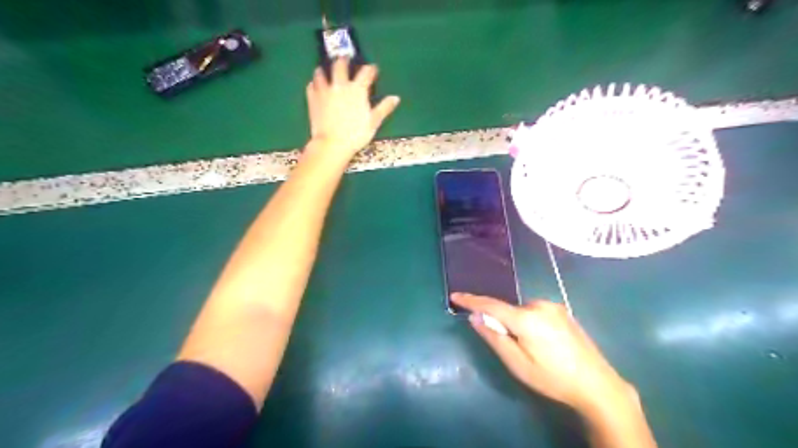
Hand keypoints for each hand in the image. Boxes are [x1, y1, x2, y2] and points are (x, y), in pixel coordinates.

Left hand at [304, 58, 398, 159]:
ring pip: (321, 73)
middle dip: (344, 60)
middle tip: (345, 59)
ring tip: (325, 69)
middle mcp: (340, 85)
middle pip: (340, 66)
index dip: (371, 69)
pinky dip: (314, 84)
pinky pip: (311, 86)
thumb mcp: (373, 122)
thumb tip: (395, 98)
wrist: (332, 143)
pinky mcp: (313, 99)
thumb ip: (384, 108)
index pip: (366, 73)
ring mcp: (324, 91)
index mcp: (357, 90)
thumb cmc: (356, 134)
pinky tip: (315, 85)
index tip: (373, 68)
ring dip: (324, 69)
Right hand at [451, 295, 640, 416]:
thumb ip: (494, 338)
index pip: (491, 305)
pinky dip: (529, 321)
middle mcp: (539, 305)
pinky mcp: (563, 311)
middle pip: (508, 309)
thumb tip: (475, 318)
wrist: (598, 385)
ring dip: (517, 323)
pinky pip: (535, 312)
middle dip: (501, 322)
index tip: (455, 296)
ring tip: (531, 349)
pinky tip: (543, 342)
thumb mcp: (518, 364)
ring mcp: (553, 306)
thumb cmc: (553, 378)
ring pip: (522, 311)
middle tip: (510, 347)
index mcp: (526, 318)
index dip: (471, 300)